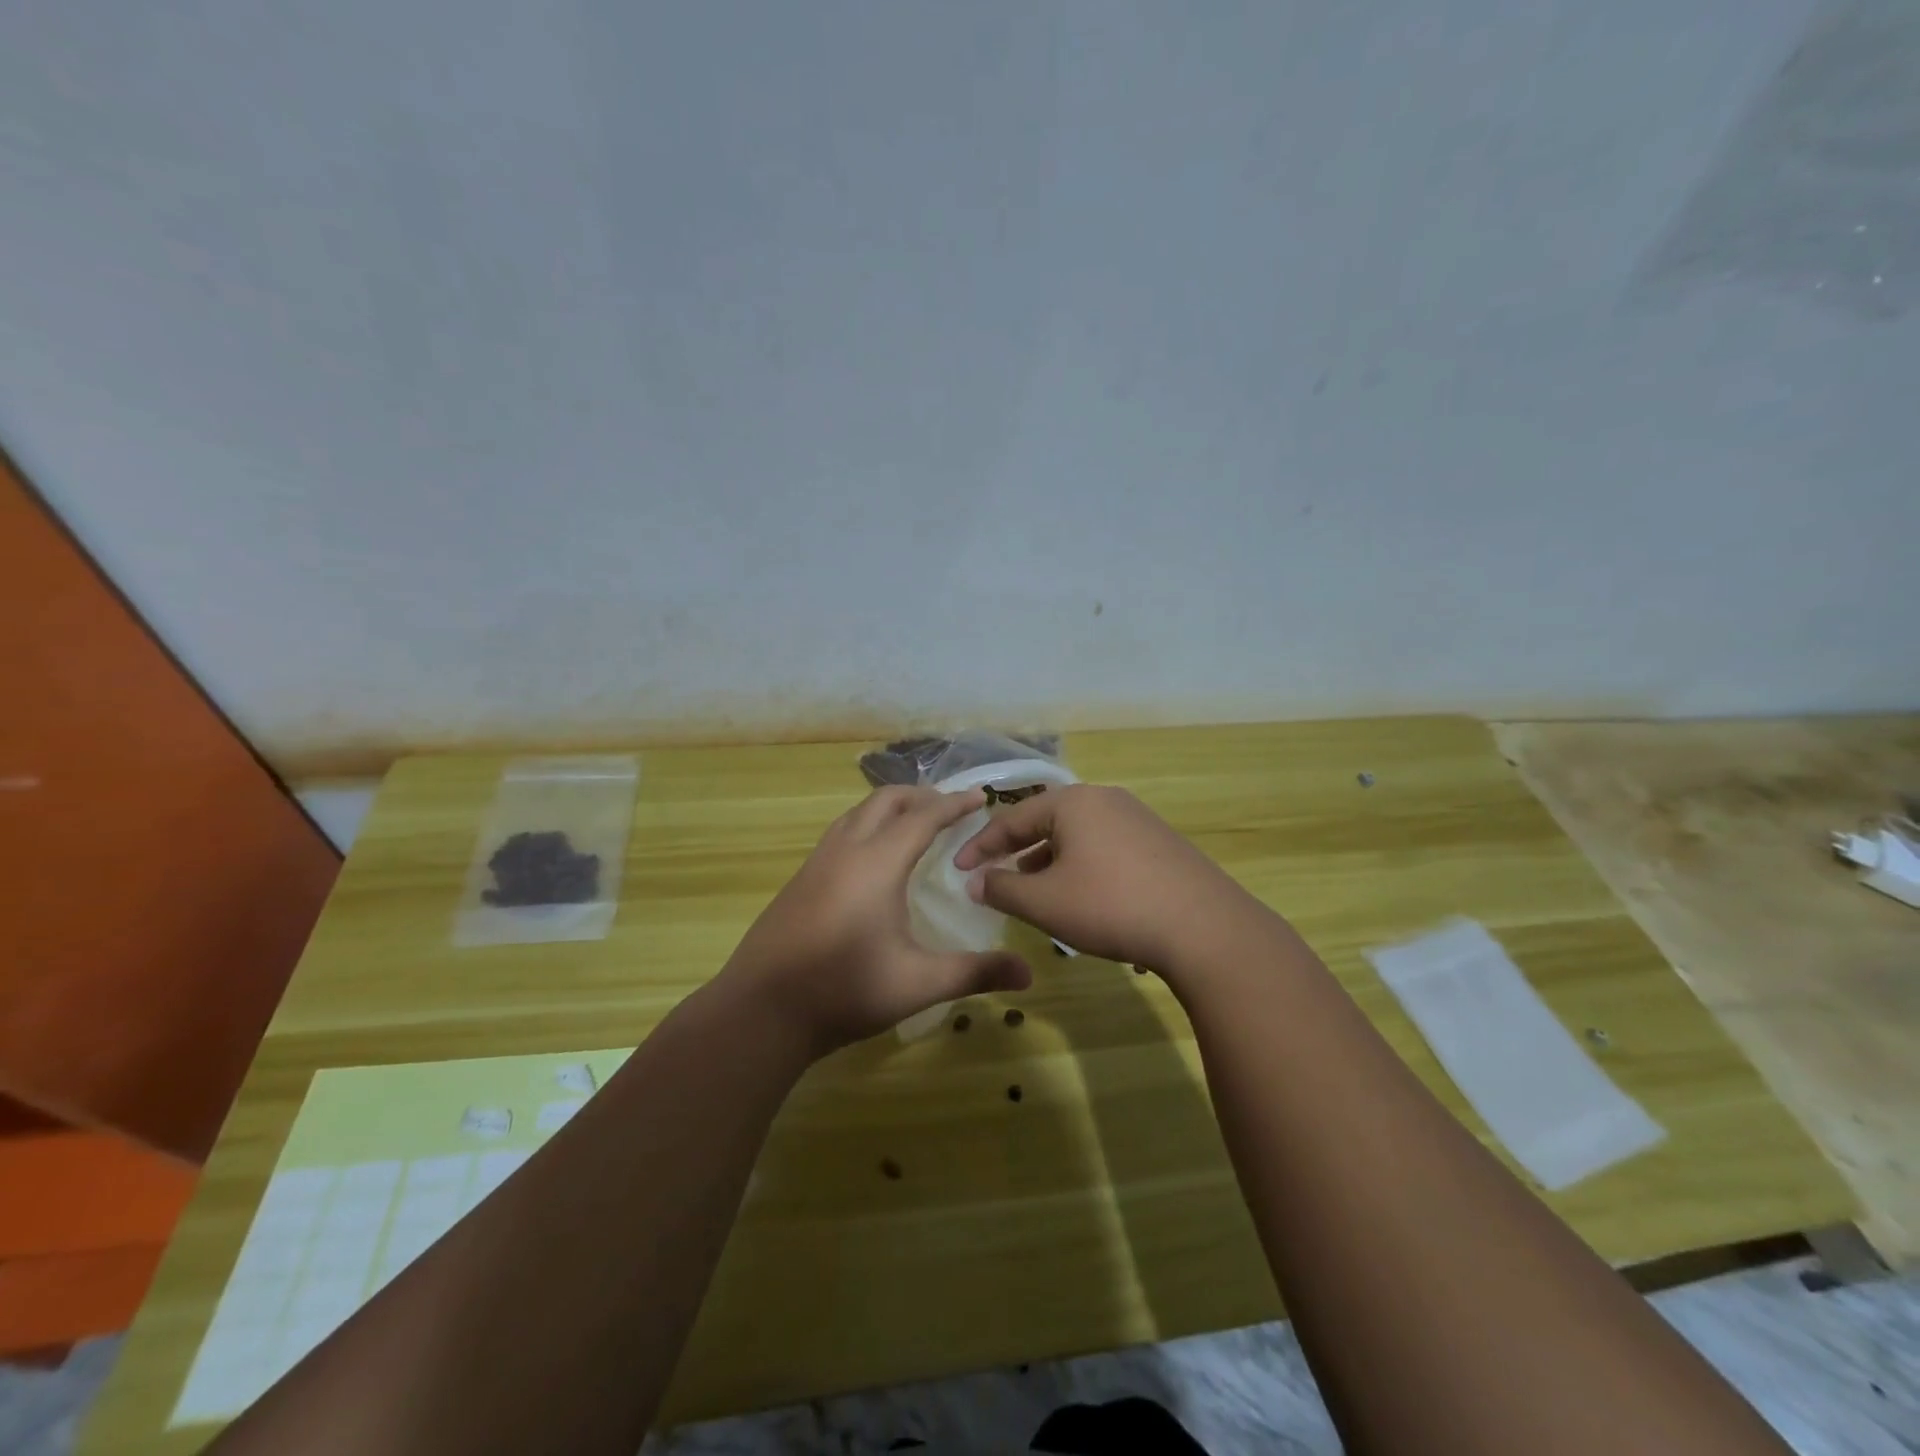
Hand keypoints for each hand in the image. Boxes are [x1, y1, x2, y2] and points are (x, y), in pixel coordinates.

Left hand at [723, 786, 1032, 1054]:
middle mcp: (846, 849)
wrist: (761, 1010)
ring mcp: (817, 862)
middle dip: (922, 796)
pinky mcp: (800, 879)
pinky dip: (867, 825)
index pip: (923, 817)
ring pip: (858, 813)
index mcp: (878, 862)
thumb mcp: (918, 983)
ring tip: (915, 823)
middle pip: (886, 800)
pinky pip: (841, 832)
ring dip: (890, 807)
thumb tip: (1028, 974)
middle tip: (951, 808)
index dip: (954, 804)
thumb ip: (974, 972)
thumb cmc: (845, 990)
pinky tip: (873, 858)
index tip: (980, 795)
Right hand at [952, 783, 1268, 974]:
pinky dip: (1081, 866)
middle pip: (1047, 821)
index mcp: (1072, 803)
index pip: (1012, 818)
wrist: (1204, 927)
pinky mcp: (1160, 842)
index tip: (958, 869)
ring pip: (1078, 836)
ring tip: (1034, 890)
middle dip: (1017, 851)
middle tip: (995, 876)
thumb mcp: (1045, 902)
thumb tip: (974, 882)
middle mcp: (1104, 799)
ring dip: (1049, 861)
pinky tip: (1082, 896)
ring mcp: (1137, 818)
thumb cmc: (1110, 905)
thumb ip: (1002, 889)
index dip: (980, 846)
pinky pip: (1105, 847)